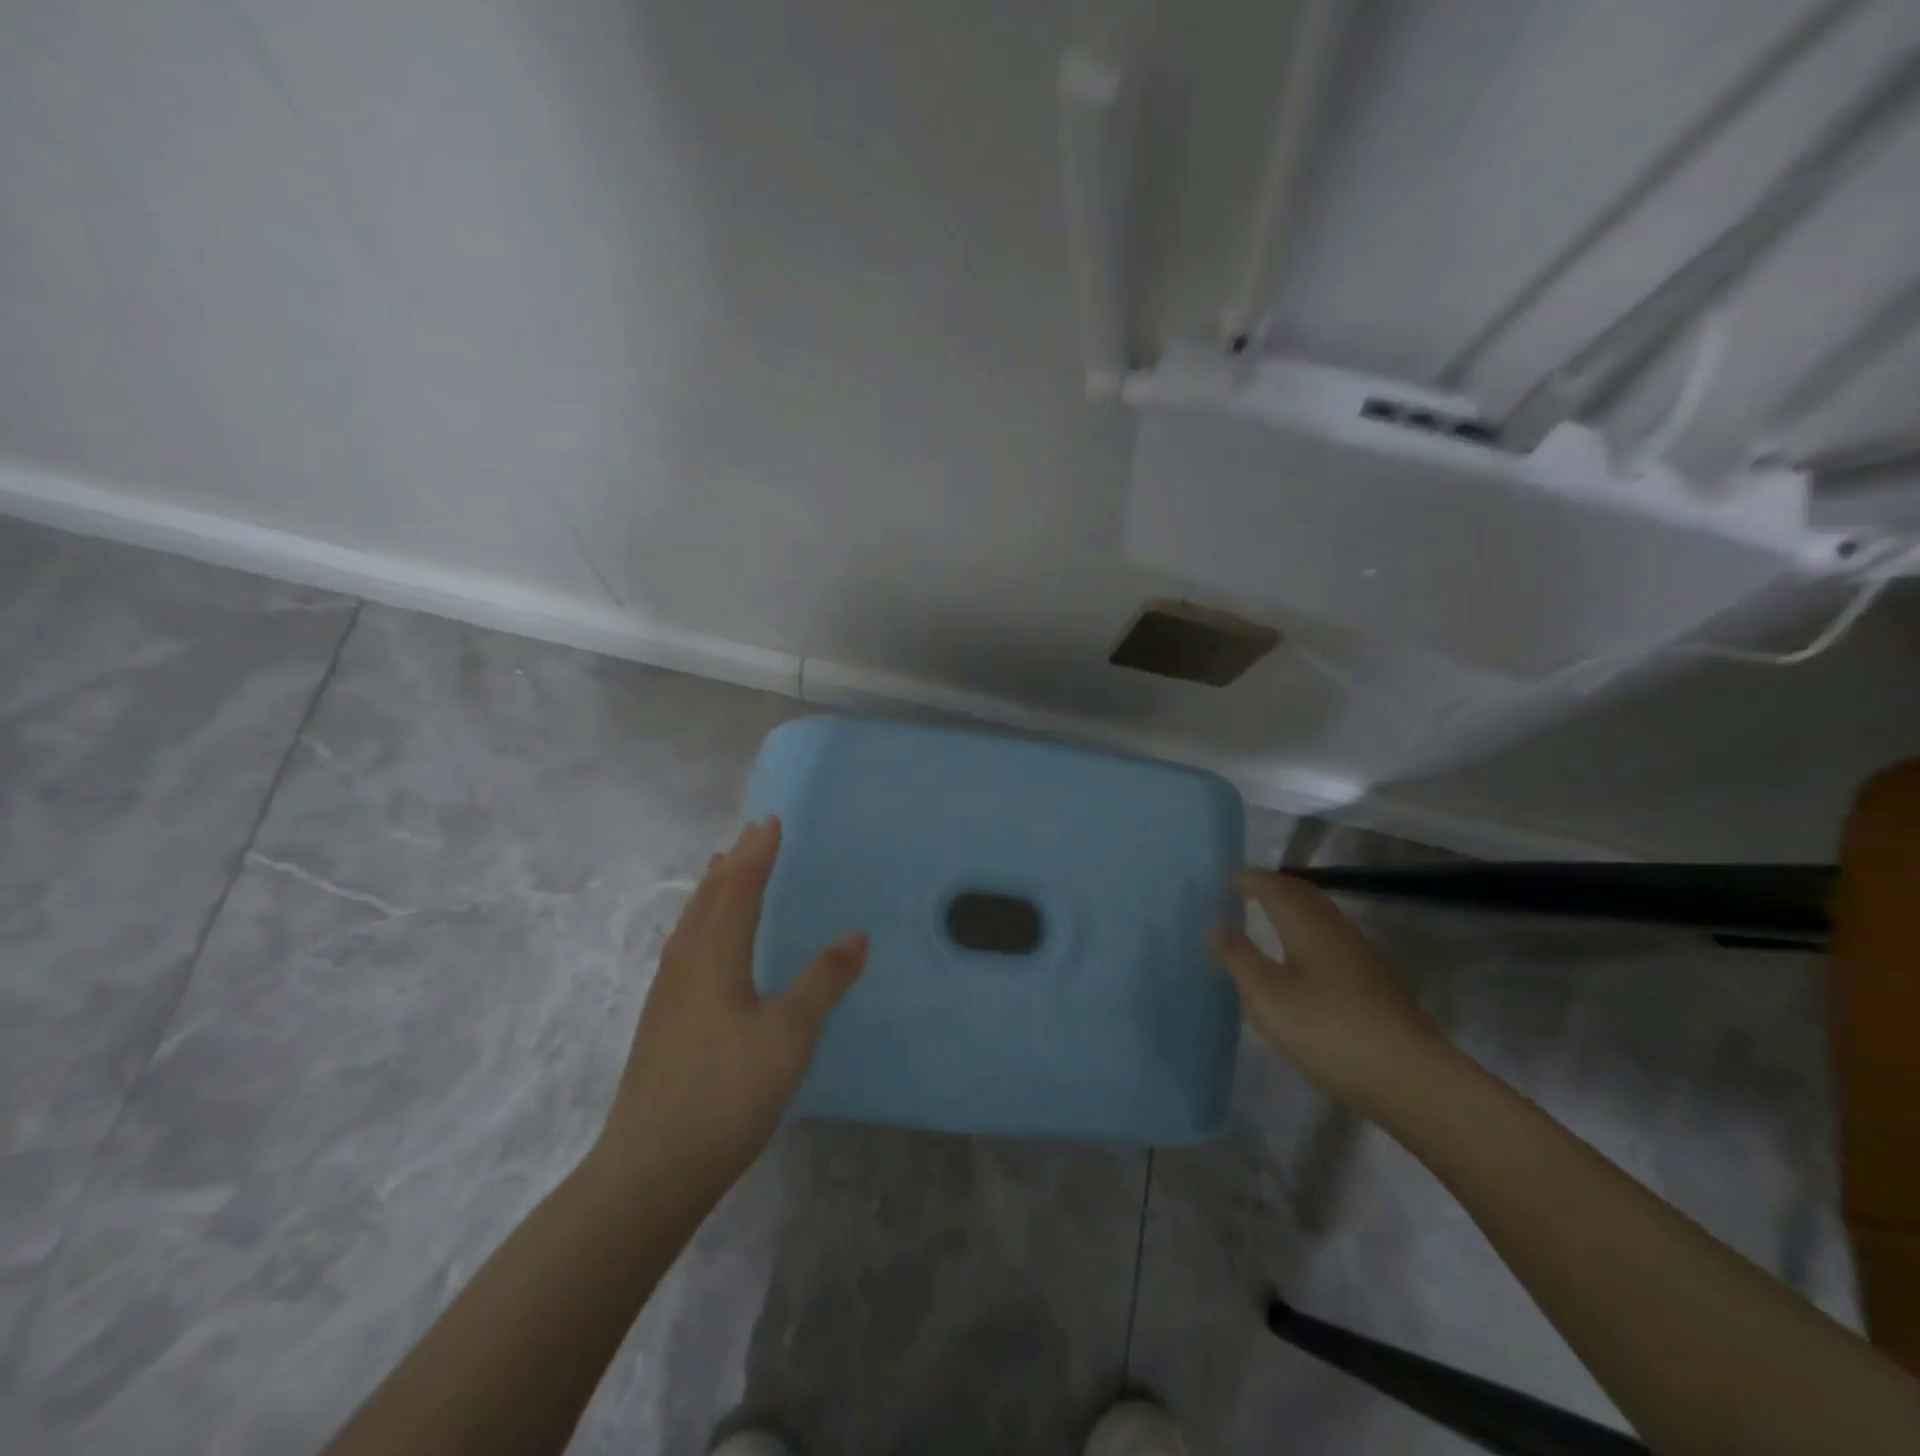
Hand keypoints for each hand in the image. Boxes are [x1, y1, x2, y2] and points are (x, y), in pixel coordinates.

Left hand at [595, 817, 866, 1198]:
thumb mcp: (789, 1034)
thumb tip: (857, 933)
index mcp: (715, 955)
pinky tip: (702, 941)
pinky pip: (684, 945)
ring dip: (712, 888)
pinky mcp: (662, 1019)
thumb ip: (823, 980)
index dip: (757, 853)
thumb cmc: (727, 1092)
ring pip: (691, 921)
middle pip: (709, 897)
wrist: (651, 1169)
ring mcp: (667, 992)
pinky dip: (700, 920)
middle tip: (752, 835)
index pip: (739, 887)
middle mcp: (686, 962)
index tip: (771, 821)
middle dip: (733, 861)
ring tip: (723, 869)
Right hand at [1213, 869, 1447, 1114]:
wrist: (1410, 1079)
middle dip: (1273, 886)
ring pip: (1321, 916)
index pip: (1275, 887)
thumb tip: (1217, 919)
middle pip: (1303, 894)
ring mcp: (1362, 955)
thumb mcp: (1266, 996)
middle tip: (1246, 889)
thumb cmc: (1327, 1030)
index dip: (1250, 879)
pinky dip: (1308, 932)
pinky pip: (1332, 938)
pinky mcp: (1375, 982)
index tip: (1227, 878)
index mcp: (1308, 925)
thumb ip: (1238, 955)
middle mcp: (1337, 930)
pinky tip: (1303, 958)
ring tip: (1269, 918)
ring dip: (1293, 908)